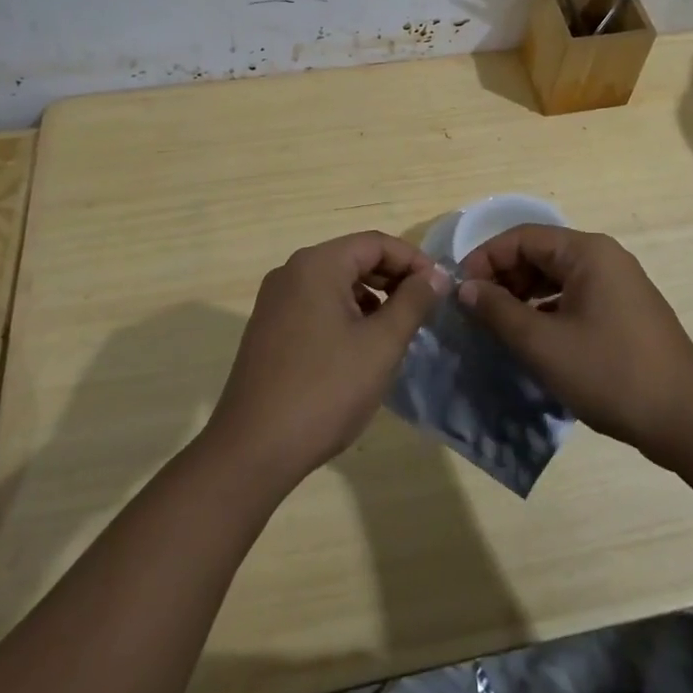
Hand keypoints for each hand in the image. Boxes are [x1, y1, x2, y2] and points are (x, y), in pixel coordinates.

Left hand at [203, 231, 446, 489]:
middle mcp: (291, 271)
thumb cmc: (325, 390)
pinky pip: (316, 305)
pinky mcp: (269, 328)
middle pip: (354, 258)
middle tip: (424, 309)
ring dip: (371, 298)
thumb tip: (436, 275)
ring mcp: (275, 300)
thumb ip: (413, 302)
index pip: (376, 243)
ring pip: (335, 283)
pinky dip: (345, 314)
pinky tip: (361, 348)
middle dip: (393, 279)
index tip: (440, 289)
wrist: (253, 450)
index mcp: (317, 264)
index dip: (413, 261)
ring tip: (397, 331)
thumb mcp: (381, 344)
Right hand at [458, 225, 692, 463]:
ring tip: (498, 326)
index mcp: (587, 252)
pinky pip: (575, 297)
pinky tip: (532, 339)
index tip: (460, 289)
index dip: (485, 258)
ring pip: (557, 277)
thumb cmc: (610, 373)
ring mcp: (619, 284)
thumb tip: (465, 288)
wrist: (687, 420)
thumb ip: (499, 311)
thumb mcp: (543, 344)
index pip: (522, 237)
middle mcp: (604, 257)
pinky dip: (547, 311)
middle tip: (476, 311)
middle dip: (503, 278)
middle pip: (540, 253)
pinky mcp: (625, 311)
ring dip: (523, 296)